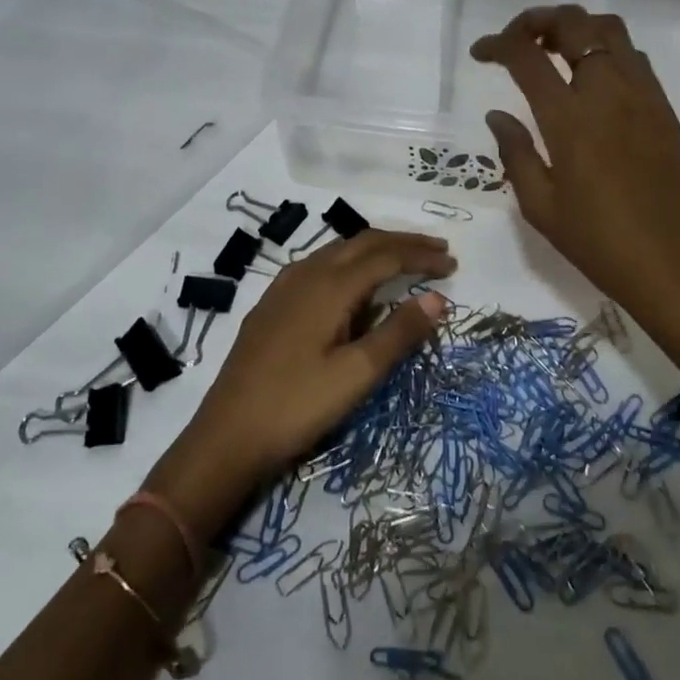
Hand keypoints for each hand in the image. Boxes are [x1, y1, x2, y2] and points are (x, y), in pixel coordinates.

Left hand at [146, 230, 454, 531]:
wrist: (226, 436)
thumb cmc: (297, 406)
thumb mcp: (357, 374)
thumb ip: (399, 333)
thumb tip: (438, 298)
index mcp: (329, 286)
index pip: (386, 256)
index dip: (421, 255)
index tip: (453, 262)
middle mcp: (305, 274)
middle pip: (362, 243)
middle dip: (403, 243)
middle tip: (438, 250)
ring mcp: (284, 288)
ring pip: (339, 252)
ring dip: (376, 251)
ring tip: (405, 260)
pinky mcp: (272, 305)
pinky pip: (320, 266)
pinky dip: (350, 264)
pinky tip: (355, 285)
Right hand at [471, 5, 679, 366]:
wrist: (671, 267)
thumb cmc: (597, 243)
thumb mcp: (540, 206)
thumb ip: (515, 152)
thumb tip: (498, 115)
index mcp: (569, 119)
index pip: (527, 56)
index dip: (498, 44)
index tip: (481, 52)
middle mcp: (607, 93)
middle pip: (574, 24)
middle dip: (538, 19)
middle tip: (518, 40)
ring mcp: (643, 96)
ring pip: (611, 31)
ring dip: (577, 28)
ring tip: (554, 50)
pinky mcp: (665, 110)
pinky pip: (635, 58)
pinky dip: (607, 51)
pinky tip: (593, 80)